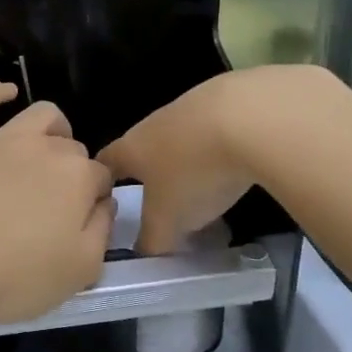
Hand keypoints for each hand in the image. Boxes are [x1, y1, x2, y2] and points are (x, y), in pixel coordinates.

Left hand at [0, 84, 114, 328]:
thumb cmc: (10, 279)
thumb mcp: (79, 272)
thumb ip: (102, 232)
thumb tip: (104, 203)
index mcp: (77, 178)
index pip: (100, 178)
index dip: (95, 199)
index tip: (82, 221)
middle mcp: (44, 148)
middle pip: (72, 149)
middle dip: (74, 170)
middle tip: (56, 204)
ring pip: (39, 116)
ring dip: (53, 128)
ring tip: (48, 148)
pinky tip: (6, 93)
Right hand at [100, 67, 341, 252]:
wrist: (249, 116)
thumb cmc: (194, 172)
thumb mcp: (170, 220)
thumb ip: (153, 240)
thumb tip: (145, 252)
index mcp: (132, 148)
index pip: (105, 162)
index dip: (101, 180)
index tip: (104, 199)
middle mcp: (154, 123)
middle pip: (143, 148)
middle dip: (150, 175)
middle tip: (161, 204)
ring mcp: (190, 107)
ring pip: (179, 139)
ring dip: (186, 162)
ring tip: (204, 190)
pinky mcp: (227, 100)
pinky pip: (213, 131)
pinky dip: (218, 150)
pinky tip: (236, 167)